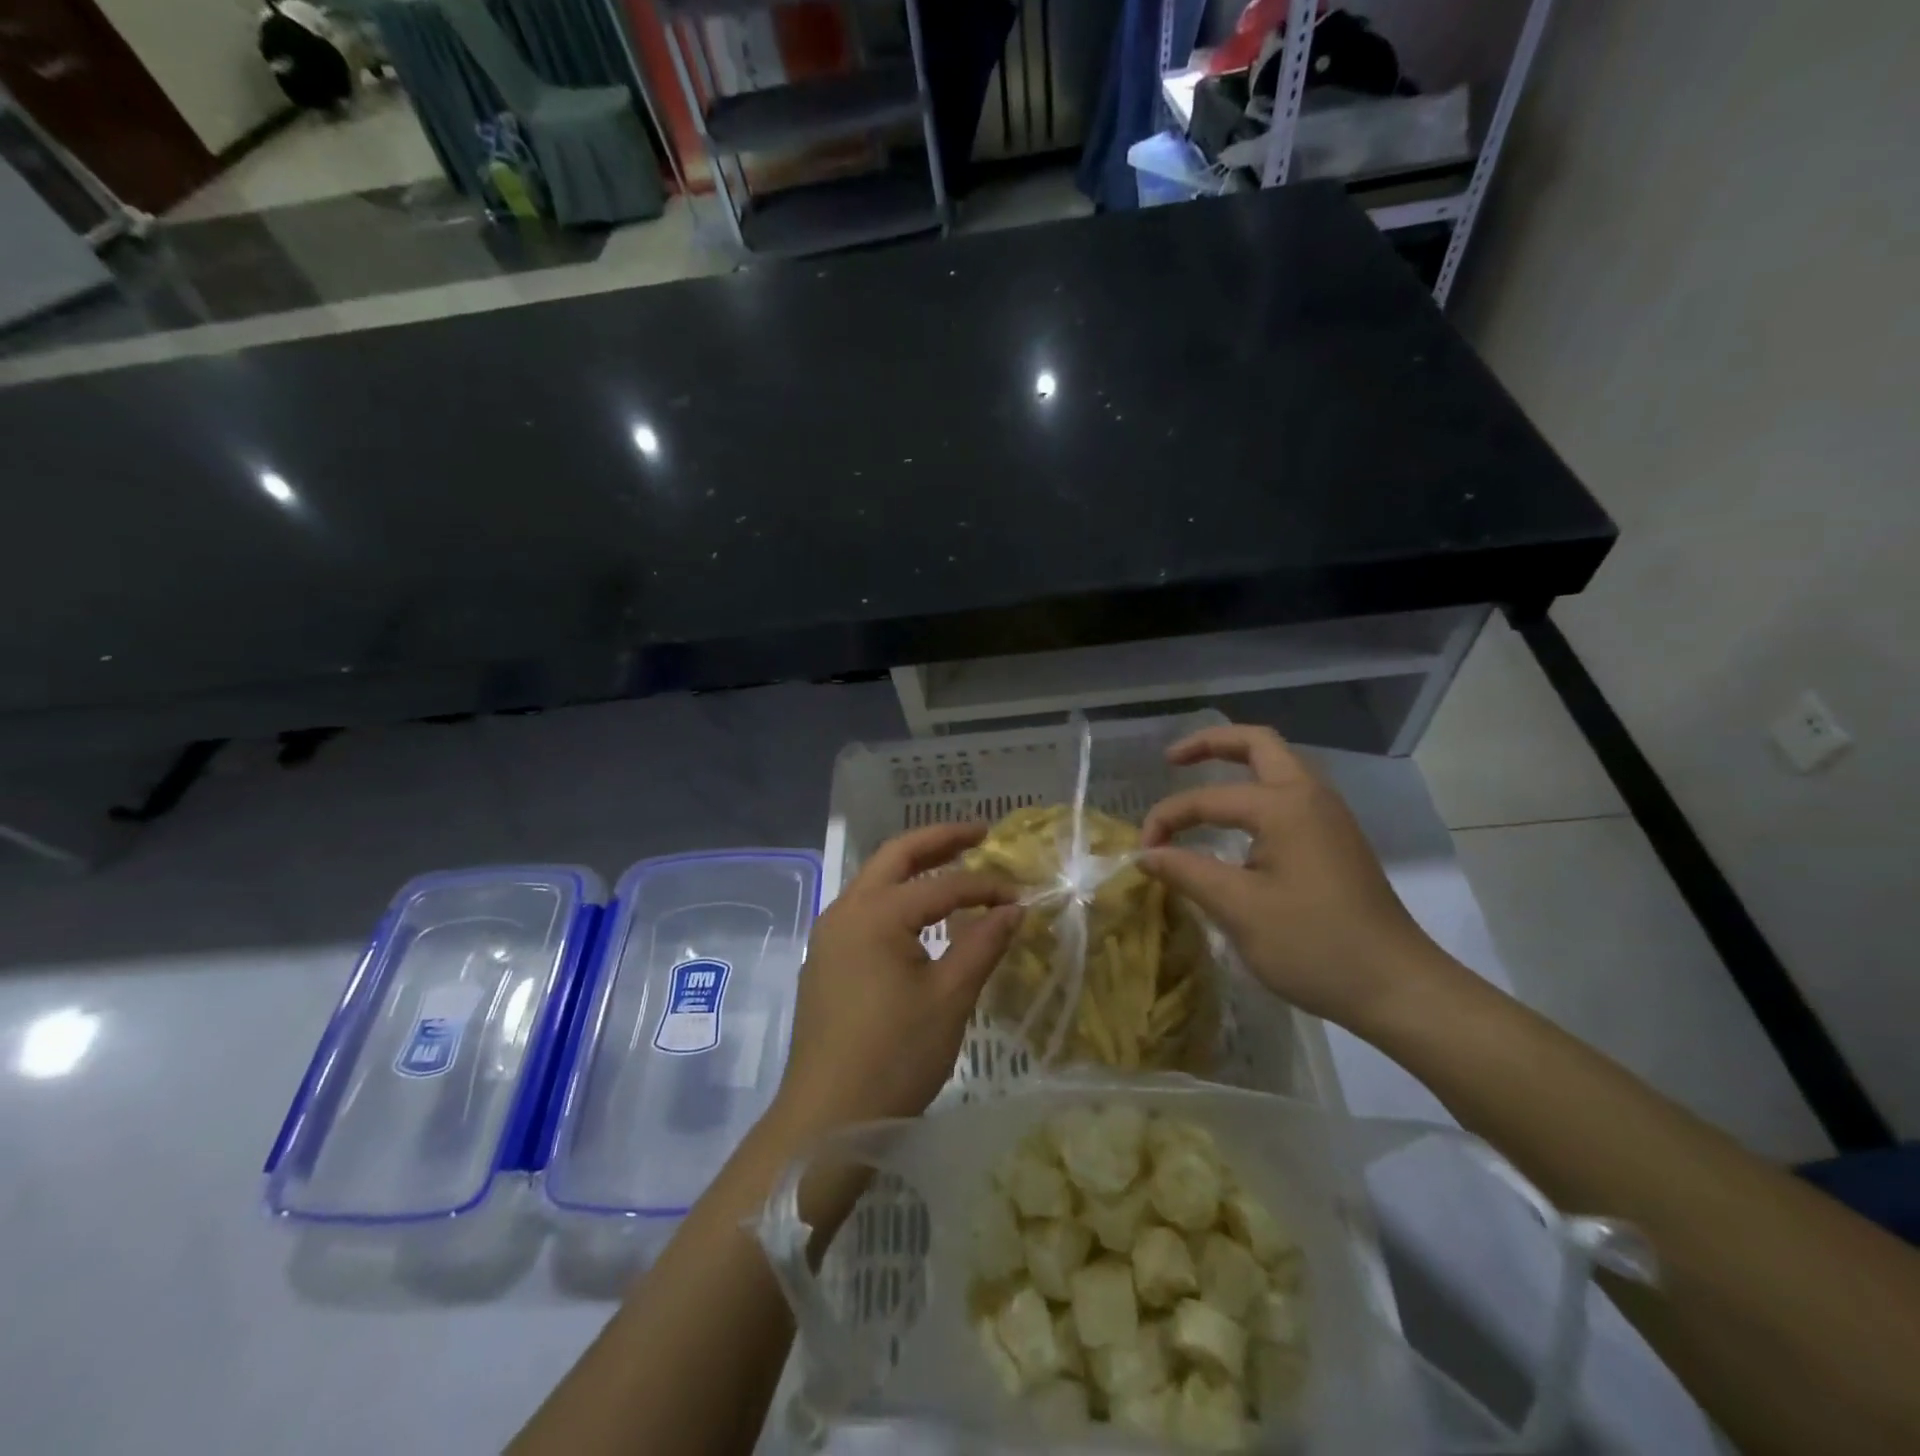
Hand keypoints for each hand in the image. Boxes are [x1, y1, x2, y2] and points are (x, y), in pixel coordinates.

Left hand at [774, 823, 1021, 1132]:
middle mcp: (846, 910)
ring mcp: (829, 934)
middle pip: (896, 856)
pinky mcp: (825, 959)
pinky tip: (920, 916)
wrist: (824, 1118)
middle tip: (980, 834)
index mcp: (876, 914)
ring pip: (875, 880)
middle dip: (939, 840)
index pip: (942, 884)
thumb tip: (1012, 909)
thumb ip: (982, 944)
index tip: (1020, 896)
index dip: (985, 886)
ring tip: (954, 865)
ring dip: (914, 867)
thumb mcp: (949, 999)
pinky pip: (864, 909)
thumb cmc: (893, 1057)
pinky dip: (896, 897)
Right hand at [1139, 725, 1459, 1030]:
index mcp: (1285, 806)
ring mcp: (1329, 817)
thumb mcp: (1239, 909)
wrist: (1398, 988)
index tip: (1142, 853)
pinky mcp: (1336, 841)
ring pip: (1279, 766)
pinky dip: (1255, 791)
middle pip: (1258, 744)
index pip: (1208, 798)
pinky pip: (1289, 795)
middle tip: (1171, 760)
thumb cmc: (1315, 945)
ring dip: (1238, 764)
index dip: (1167, 820)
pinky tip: (1237, 823)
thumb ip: (1187, 872)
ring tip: (1199, 782)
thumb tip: (1145, 854)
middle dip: (1210, 744)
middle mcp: (1310, 797)